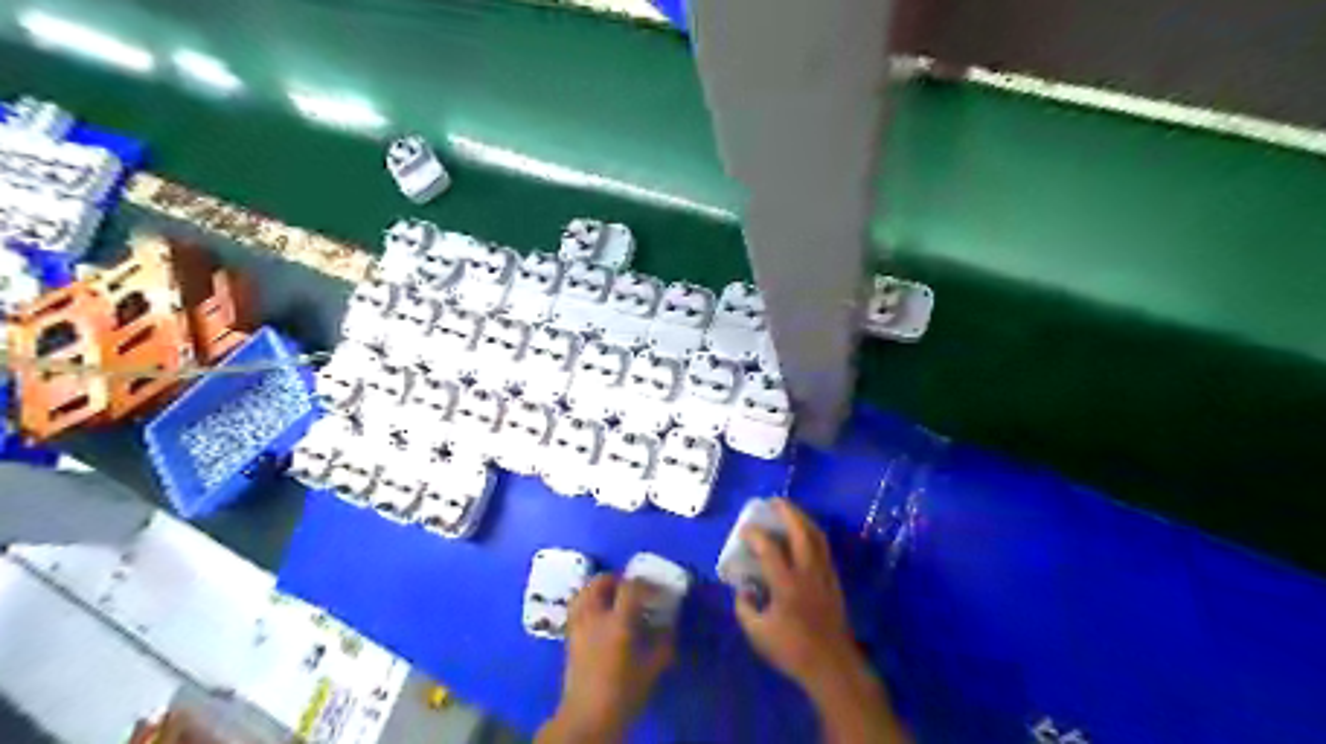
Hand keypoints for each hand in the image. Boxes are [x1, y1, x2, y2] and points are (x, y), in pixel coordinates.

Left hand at [538, 572, 676, 740]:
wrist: (587, 719)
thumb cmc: (623, 693)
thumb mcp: (651, 669)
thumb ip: (663, 642)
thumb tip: (669, 625)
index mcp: (617, 622)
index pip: (630, 587)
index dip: (645, 584)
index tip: (658, 591)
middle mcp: (593, 617)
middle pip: (599, 582)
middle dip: (616, 580)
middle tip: (632, 589)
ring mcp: (578, 626)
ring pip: (584, 592)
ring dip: (599, 589)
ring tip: (613, 599)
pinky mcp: (569, 637)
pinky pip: (578, 608)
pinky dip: (589, 603)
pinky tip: (600, 617)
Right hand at [730, 500, 855, 692]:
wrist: (832, 665)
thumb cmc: (792, 650)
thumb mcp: (757, 634)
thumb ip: (745, 608)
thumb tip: (743, 590)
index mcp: (786, 584)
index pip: (769, 547)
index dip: (755, 534)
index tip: (744, 530)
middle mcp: (808, 572)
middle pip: (801, 531)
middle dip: (787, 512)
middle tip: (773, 502)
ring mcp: (824, 574)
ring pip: (817, 536)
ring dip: (803, 519)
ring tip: (789, 511)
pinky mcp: (834, 580)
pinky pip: (824, 548)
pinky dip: (812, 534)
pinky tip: (804, 535)